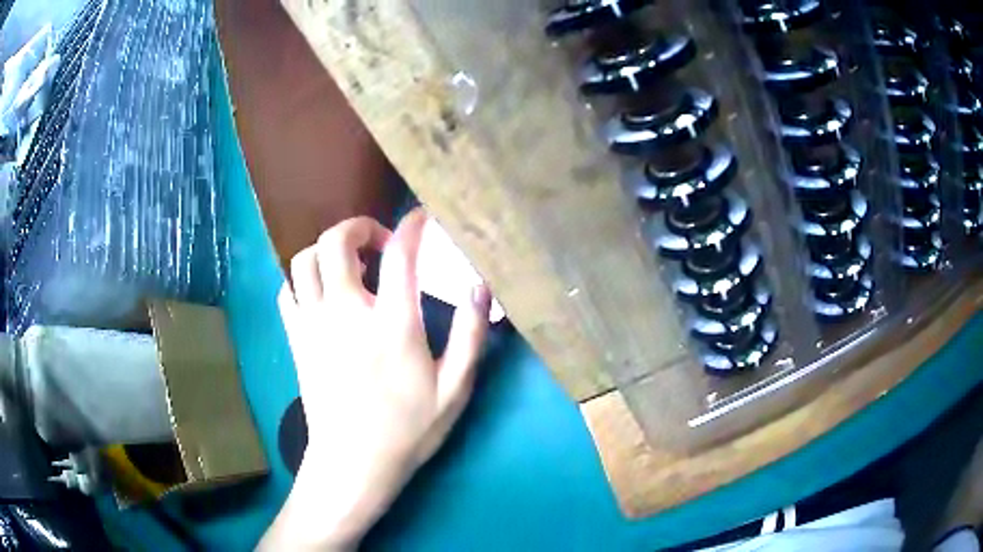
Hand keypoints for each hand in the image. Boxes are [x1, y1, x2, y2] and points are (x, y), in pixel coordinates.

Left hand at [259, 209, 491, 550]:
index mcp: (393, 324)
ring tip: (349, 265)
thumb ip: (470, 335)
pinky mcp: (296, 339)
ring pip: (304, 260)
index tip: (421, 218)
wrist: (353, 464)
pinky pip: (287, 290)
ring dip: (327, 250)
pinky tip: (321, 292)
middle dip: (359, 227)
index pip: (401, 254)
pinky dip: (302, 279)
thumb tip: (481, 287)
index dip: (412, 225)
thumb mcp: (454, 389)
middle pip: (336, 242)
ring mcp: (314, 324)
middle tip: (379, 243)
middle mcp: (347, 312)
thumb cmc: (407, 429)